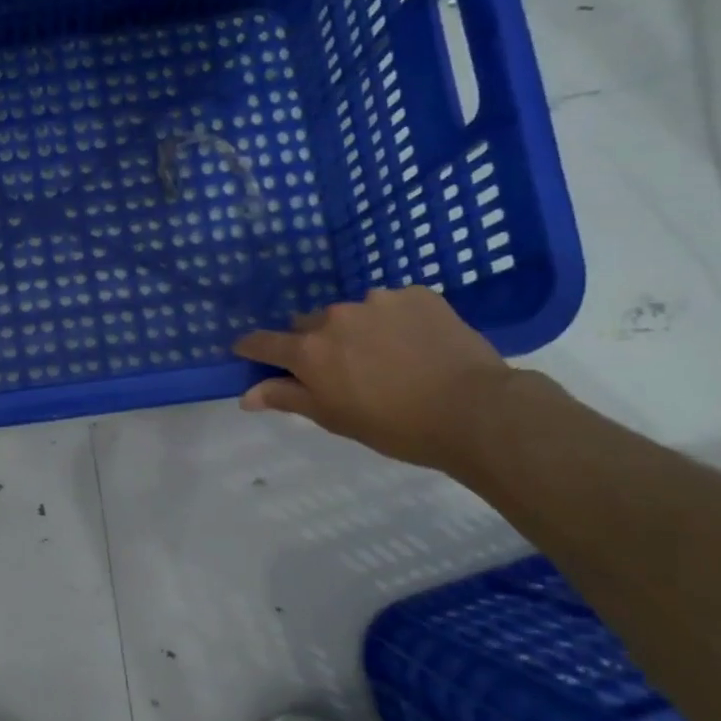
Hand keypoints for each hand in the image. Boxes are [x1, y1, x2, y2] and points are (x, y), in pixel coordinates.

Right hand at [233, 287, 519, 471]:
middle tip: (340, 369)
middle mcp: (335, 317)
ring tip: (387, 357)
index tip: (247, 351)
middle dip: (315, 342)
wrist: (475, 411)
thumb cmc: (395, 426)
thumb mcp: (334, 418)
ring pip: (352, 313)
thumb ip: (287, 398)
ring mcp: (377, 300)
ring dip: (357, 330)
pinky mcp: (416, 294)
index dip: (252, 347)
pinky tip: (415, 344)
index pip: (263, 342)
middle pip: (309, 325)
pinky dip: (394, 321)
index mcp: (310, 350)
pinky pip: (392, 304)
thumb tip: (246, 394)